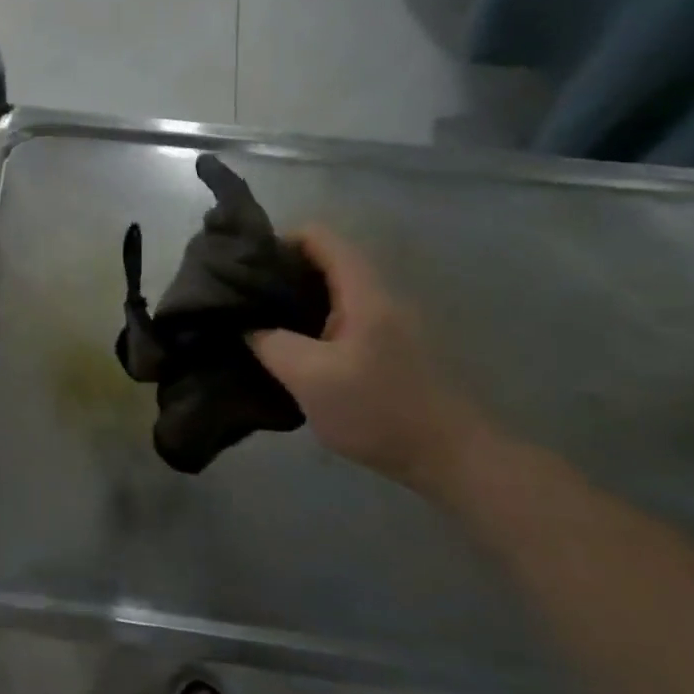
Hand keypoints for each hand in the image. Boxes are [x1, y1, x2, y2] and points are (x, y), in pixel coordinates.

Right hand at [247, 226, 492, 492]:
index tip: (244, 269)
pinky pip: (341, 317)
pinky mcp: (387, 346)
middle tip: (243, 299)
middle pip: (323, 260)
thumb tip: (245, 324)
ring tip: (258, 323)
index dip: (278, 241)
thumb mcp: (310, 378)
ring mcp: (385, 321)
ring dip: (294, 301)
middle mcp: (377, 295)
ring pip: (331, 291)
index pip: (318, 236)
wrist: (449, 457)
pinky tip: (291, 349)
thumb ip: (270, 343)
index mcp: (362, 291)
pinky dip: (311, 322)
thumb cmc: (378, 410)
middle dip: (280, 273)